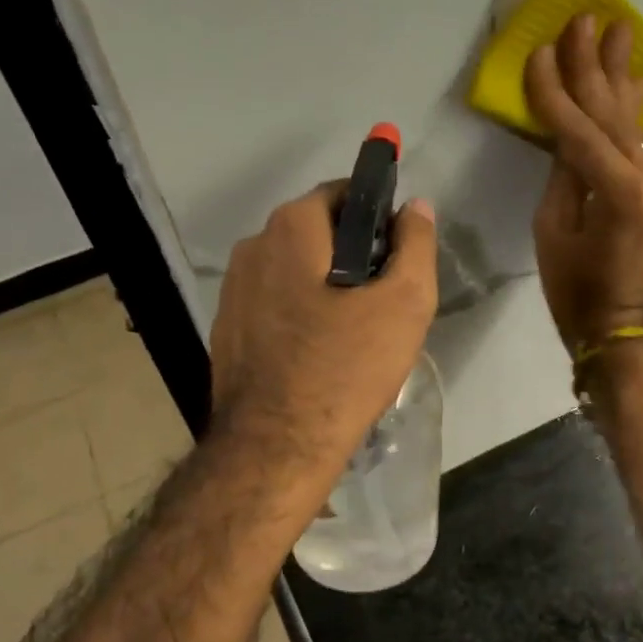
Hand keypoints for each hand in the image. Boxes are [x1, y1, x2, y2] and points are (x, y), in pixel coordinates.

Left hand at [209, 183, 437, 476]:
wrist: (276, 447)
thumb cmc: (346, 367)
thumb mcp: (405, 302)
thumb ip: (415, 244)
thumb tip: (415, 206)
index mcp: (291, 228)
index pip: (342, 194)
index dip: (378, 216)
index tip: (398, 254)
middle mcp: (252, 248)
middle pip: (316, 234)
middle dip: (353, 254)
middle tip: (384, 299)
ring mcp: (232, 292)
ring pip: (294, 272)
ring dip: (326, 287)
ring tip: (355, 332)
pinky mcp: (227, 331)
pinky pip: (274, 306)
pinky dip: (300, 315)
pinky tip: (320, 354)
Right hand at [525, 14, 642, 353]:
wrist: (623, 330)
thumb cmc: (575, 291)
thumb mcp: (553, 232)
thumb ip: (562, 175)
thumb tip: (566, 134)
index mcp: (618, 192)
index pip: (578, 128)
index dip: (556, 90)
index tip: (541, 49)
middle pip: (613, 113)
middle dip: (595, 65)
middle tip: (588, 18)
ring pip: (632, 123)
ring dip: (620, 77)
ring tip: (620, 31)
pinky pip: (640, 144)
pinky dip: (630, 113)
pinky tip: (632, 83)